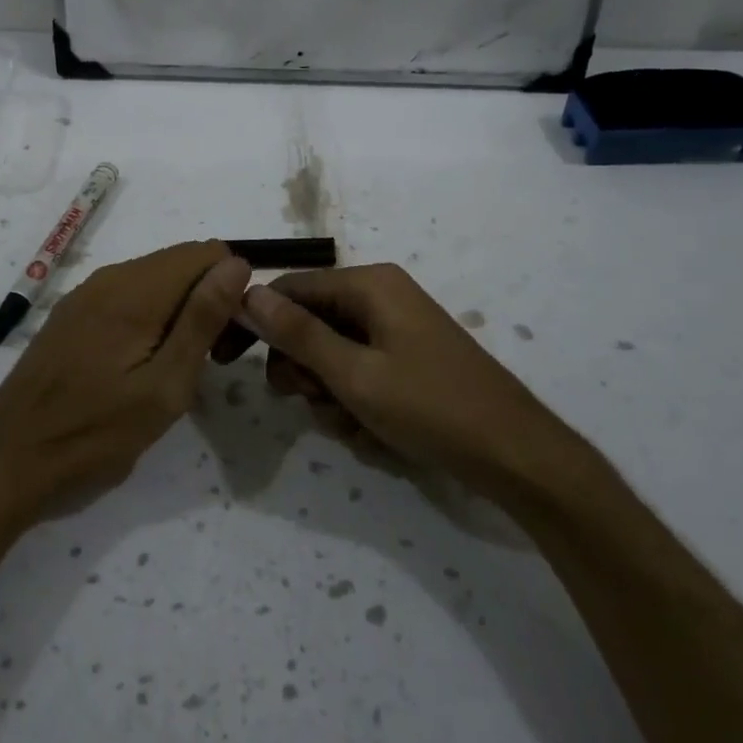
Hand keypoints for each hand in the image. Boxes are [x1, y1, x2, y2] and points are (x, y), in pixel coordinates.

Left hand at [0, 242, 250, 532]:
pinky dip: (149, 317)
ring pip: (155, 280)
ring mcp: (86, 294)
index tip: (226, 339)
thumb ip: (202, 320)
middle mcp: (110, 278)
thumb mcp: (164, 386)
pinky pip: (127, 296)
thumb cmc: (95, 431)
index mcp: (135, 291)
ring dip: (179, 311)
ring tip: (174, 370)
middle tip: (206, 362)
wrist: (10, 457)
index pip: (206, 253)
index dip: (229, 288)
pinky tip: (140, 365)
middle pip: (181, 263)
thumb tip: (236, 263)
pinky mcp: (72, 313)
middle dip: (207, 299)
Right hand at [236, 264, 576, 495]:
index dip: (256, 321)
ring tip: (353, 423)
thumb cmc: (431, 407)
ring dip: (328, 393)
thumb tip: (247, 293)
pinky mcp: (405, 361)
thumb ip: (298, 333)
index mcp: (370, 285)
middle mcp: (380, 298)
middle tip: (310, 398)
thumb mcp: (354, 374)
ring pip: (330, 356)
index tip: (227, 359)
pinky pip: (357, 373)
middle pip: (309, 323)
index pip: (290, 289)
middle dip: (302, 367)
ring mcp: (395, 331)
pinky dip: (354, 402)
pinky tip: (374, 431)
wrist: (515, 456)